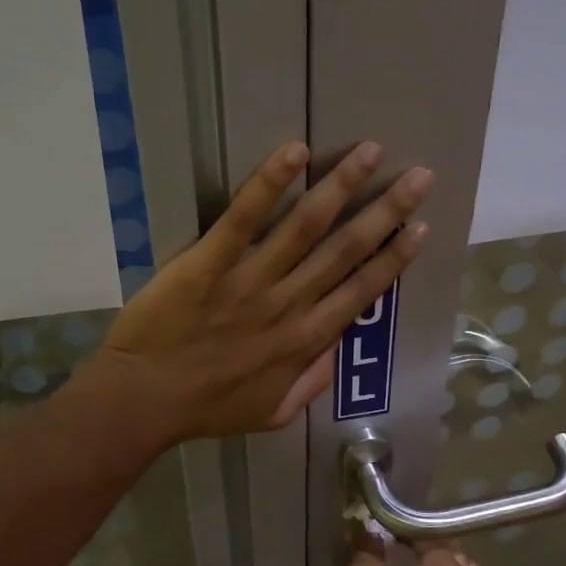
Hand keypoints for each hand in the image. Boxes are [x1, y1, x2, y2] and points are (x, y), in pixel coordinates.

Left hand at [92, 141, 430, 441]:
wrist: (144, 401)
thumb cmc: (206, 409)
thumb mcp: (273, 413)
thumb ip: (311, 382)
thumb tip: (336, 348)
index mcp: (306, 340)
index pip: (362, 291)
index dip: (394, 258)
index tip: (420, 227)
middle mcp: (289, 304)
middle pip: (346, 250)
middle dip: (386, 211)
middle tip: (420, 176)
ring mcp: (250, 281)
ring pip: (306, 227)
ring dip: (342, 186)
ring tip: (371, 152)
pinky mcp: (209, 263)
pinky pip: (243, 218)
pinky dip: (269, 184)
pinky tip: (295, 152)